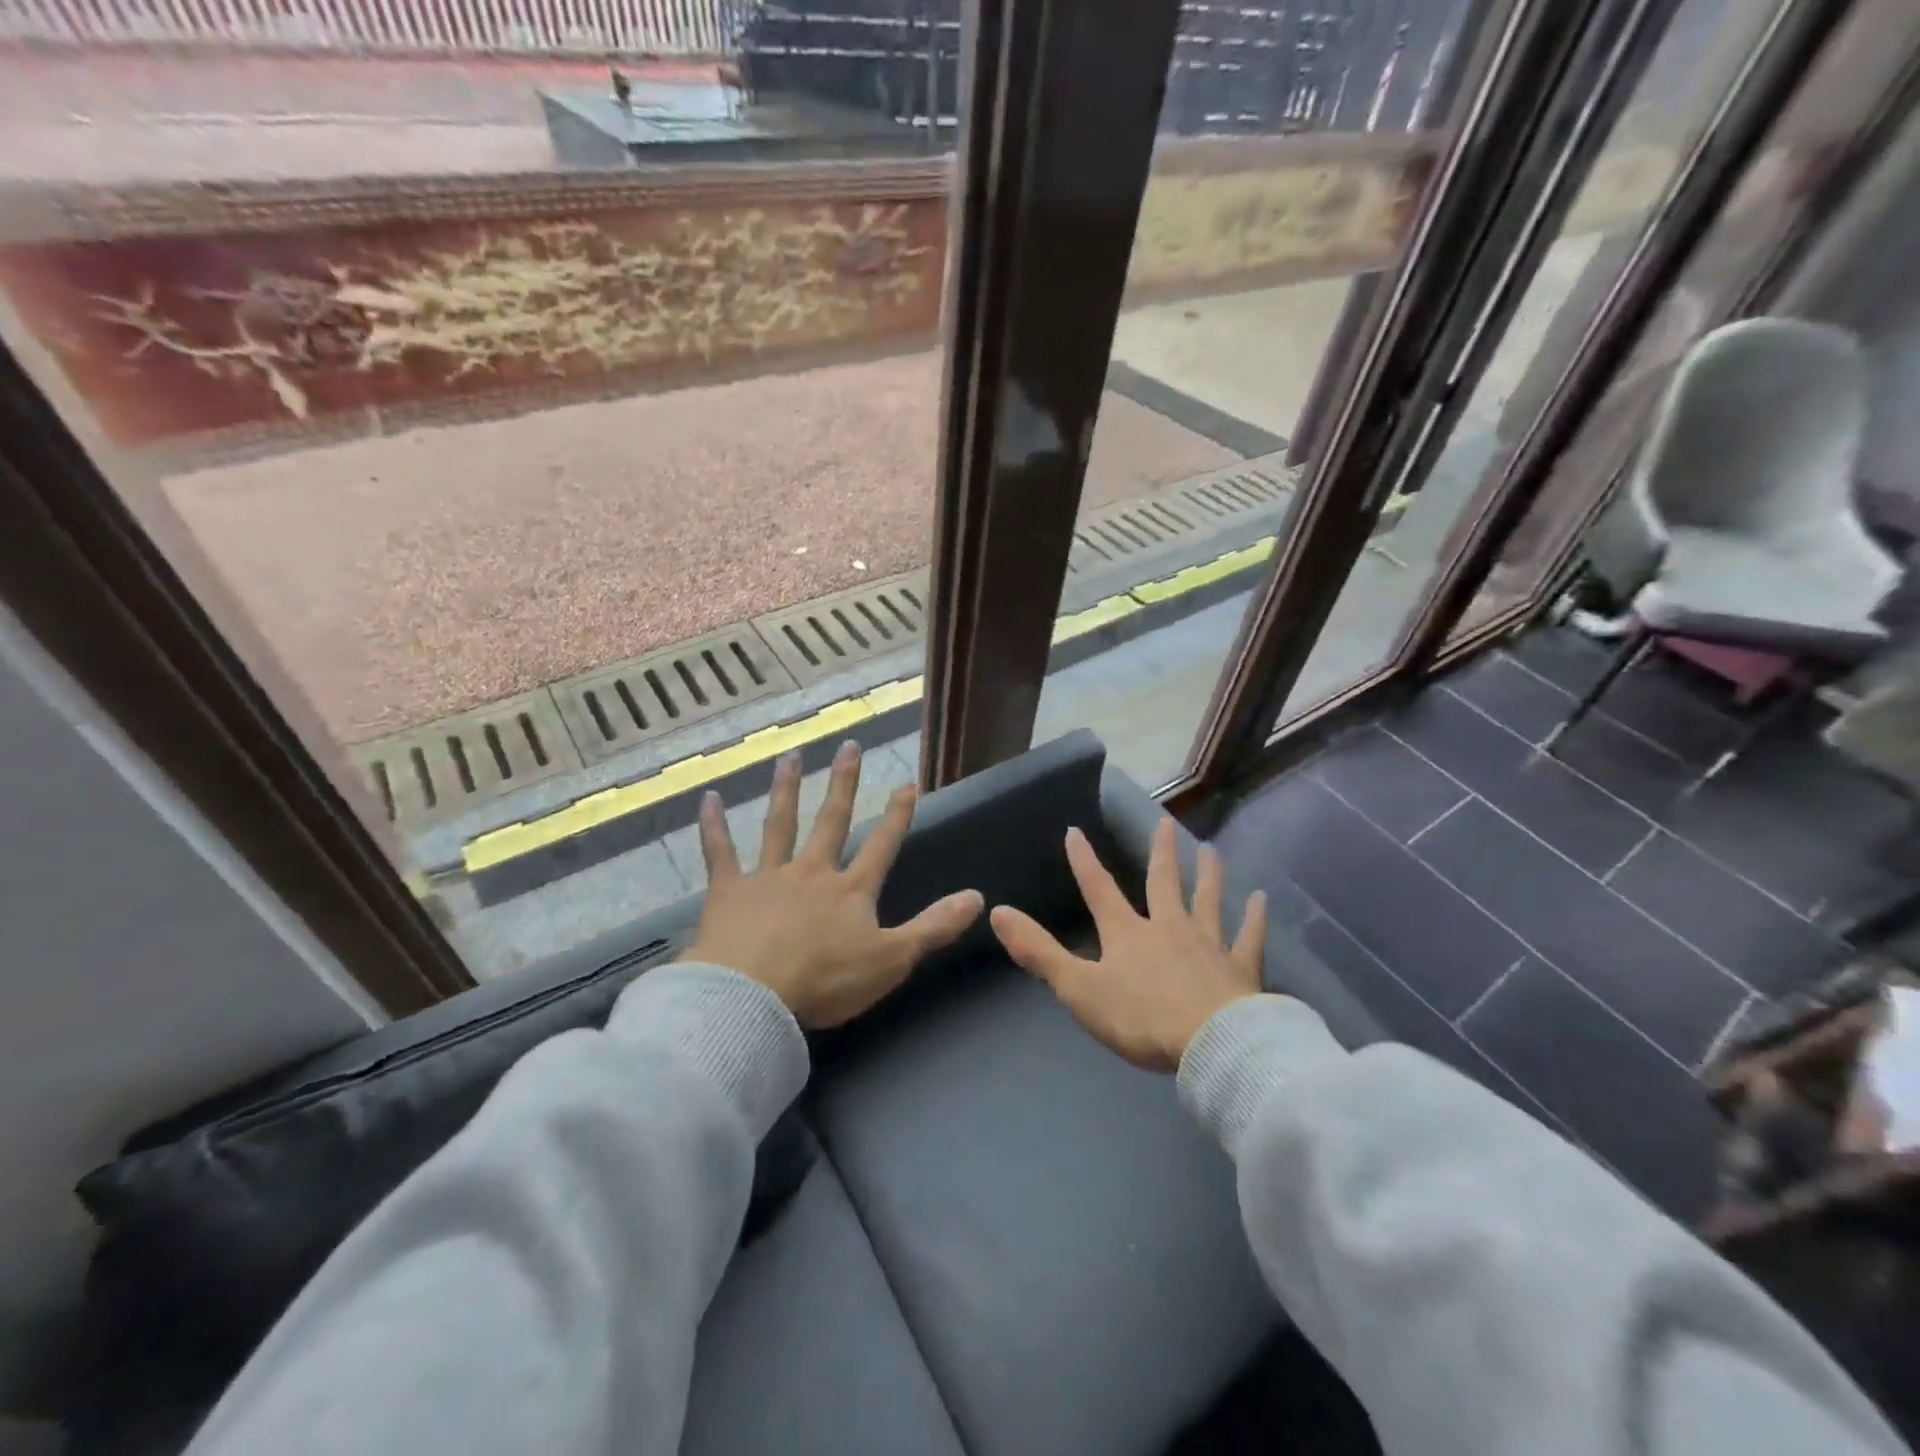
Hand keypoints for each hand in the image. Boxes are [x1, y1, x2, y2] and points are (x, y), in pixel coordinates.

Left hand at [683, 741, 983, 1027]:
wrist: (752, 995)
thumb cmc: (825, 980)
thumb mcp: (892, 959)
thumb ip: (934, 927)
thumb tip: (978, 897)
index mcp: (850, 891)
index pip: (882, 845)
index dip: (898, 815)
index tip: (907, 783)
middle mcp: (812, 872)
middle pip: (831, 820)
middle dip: (843, 784)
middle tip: (849, 746)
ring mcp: (768, 877)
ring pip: (780, 824)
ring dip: (786, 789)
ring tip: (790, 757)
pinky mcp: (728, 891)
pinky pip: (720, 852)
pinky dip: (713, 826)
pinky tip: (708, 799)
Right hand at [990, 818, 1266, 1070]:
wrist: (1211, 1046)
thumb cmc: (1140, 1019)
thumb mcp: (1078, 988)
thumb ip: (1038, 951)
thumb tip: (996, 912)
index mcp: (1127, 933)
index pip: (1099, 889)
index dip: (1084, 861)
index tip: (1075, 831)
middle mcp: (1168, 927)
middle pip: (1163, 882)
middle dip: (1160, 852)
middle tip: (1165, 822)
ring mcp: (1208, 944)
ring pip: (1208, 900)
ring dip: (1209, 874)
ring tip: (1211, 849)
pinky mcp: (1241, 968)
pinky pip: (1248, 937)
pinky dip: (1255, 918)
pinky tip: (1261, 899)